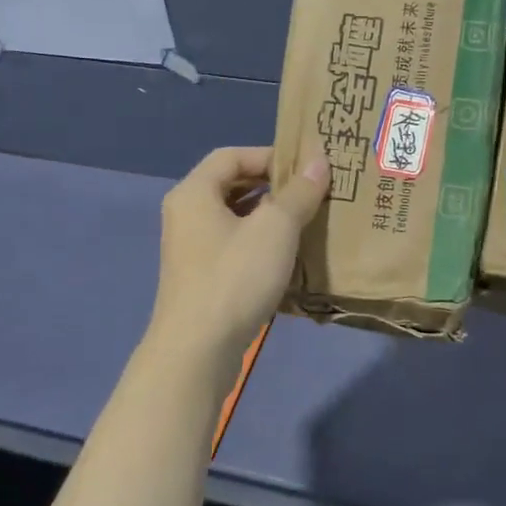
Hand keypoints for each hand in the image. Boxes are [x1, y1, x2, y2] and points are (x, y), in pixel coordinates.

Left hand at [148, 146, 328, 363]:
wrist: (198, 350)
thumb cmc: (235, 277)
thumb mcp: (275, 228)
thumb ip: (299, 192)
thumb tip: (320, 160)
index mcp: (194, 192)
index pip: (232, 155)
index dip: (269, 155)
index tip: (306, 167)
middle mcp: (186, 214)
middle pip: (231, 185)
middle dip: (272, 186)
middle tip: (312, 192)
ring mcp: (190, 249)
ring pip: (234, 218)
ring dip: (269, 217)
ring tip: (307, 222)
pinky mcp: (200, 278)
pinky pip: (233, 246)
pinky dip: (259, 244)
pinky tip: (288, 257)